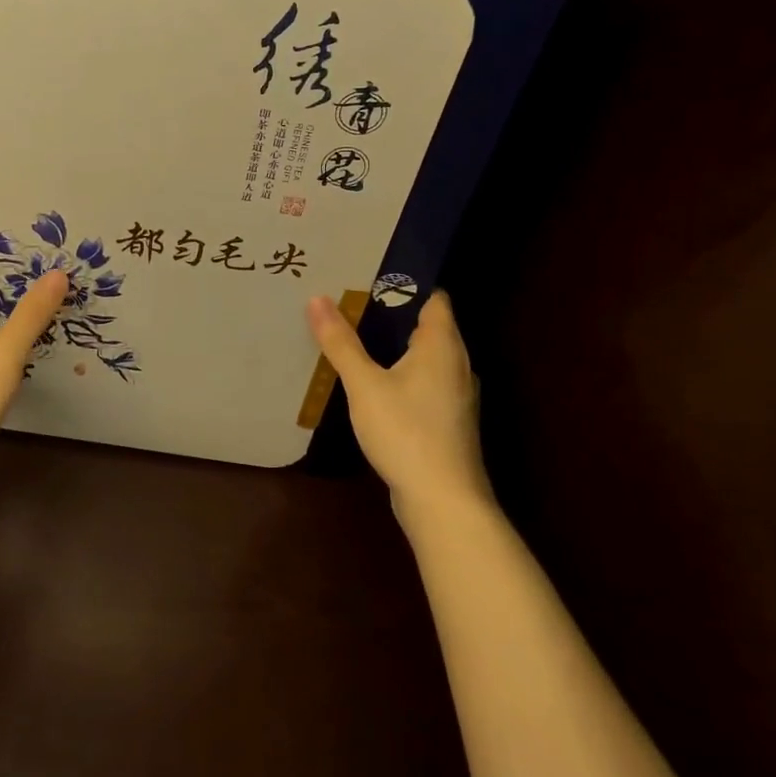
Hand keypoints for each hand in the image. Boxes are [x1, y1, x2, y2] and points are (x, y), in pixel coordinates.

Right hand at [307, 291, 492, 516]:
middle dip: (393, 314)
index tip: (368, 276)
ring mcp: (457, 395)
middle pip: (429, 326)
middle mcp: (457, 364)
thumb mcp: (364, 384)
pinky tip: (374, 385)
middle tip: (351, 303)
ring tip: (357, 338)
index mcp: (443, 345)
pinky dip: (403, 375)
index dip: (404, 283)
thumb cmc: (406, 432)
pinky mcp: (449, 420)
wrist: (443, 501)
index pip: (433, 298)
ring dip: (397, 347)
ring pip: (427, 358)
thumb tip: (317, 298)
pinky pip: (425, 383)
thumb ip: (341, 342)